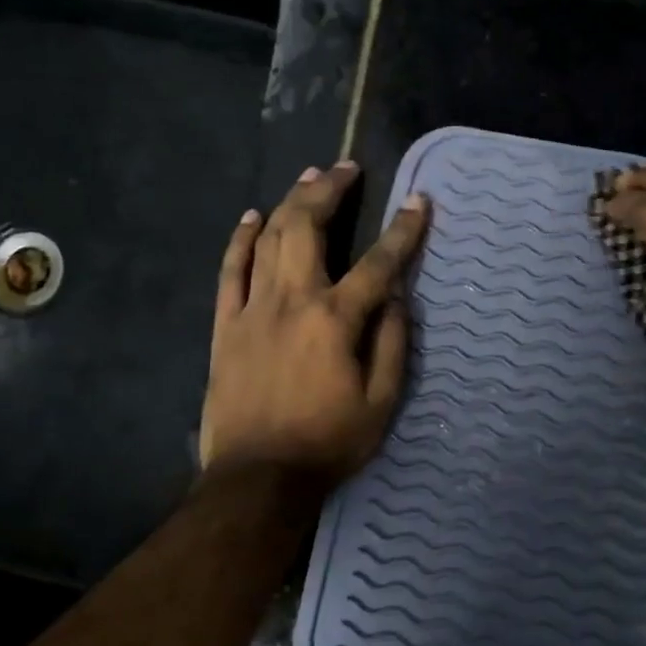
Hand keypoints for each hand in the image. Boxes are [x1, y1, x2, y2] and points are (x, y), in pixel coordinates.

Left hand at [200, 161, 429, 485]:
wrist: (259, 477)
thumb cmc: (328, 443)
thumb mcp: (381, 402)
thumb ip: (393, 343)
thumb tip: (398, 297)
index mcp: (336, 320)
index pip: (378, 263)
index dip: (403, 230)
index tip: (419, 201)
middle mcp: (293, 301)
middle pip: (309, 228)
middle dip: (330, 190)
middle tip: (346, 167)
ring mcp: (253, 309)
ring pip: (269, 239)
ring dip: (290, 202)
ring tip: (308, 176)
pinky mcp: (226, 325)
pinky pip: (230, 271)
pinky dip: (241, 239)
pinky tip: (252, 216)